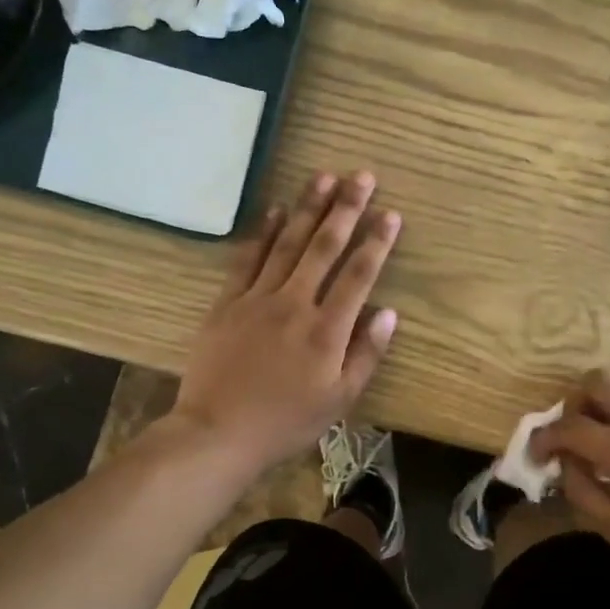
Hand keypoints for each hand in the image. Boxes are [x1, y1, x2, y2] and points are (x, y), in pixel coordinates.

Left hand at [169, 170, 400, 474]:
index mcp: (327, 330)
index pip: (358, 275)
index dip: (377, 242)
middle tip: (361, 176)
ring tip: (324, 177)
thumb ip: (366, 354)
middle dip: (346, 209)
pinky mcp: (227, 302)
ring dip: (307, 208)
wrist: (218, 432)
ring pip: (287, 243)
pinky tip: (274, 209)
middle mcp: (295, 303)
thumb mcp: (339, 400)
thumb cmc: (286, 422)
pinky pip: (247, 259)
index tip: (391, 213)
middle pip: (324, 247)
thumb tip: (389, 313)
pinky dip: (262, 232)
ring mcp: (257, 298)